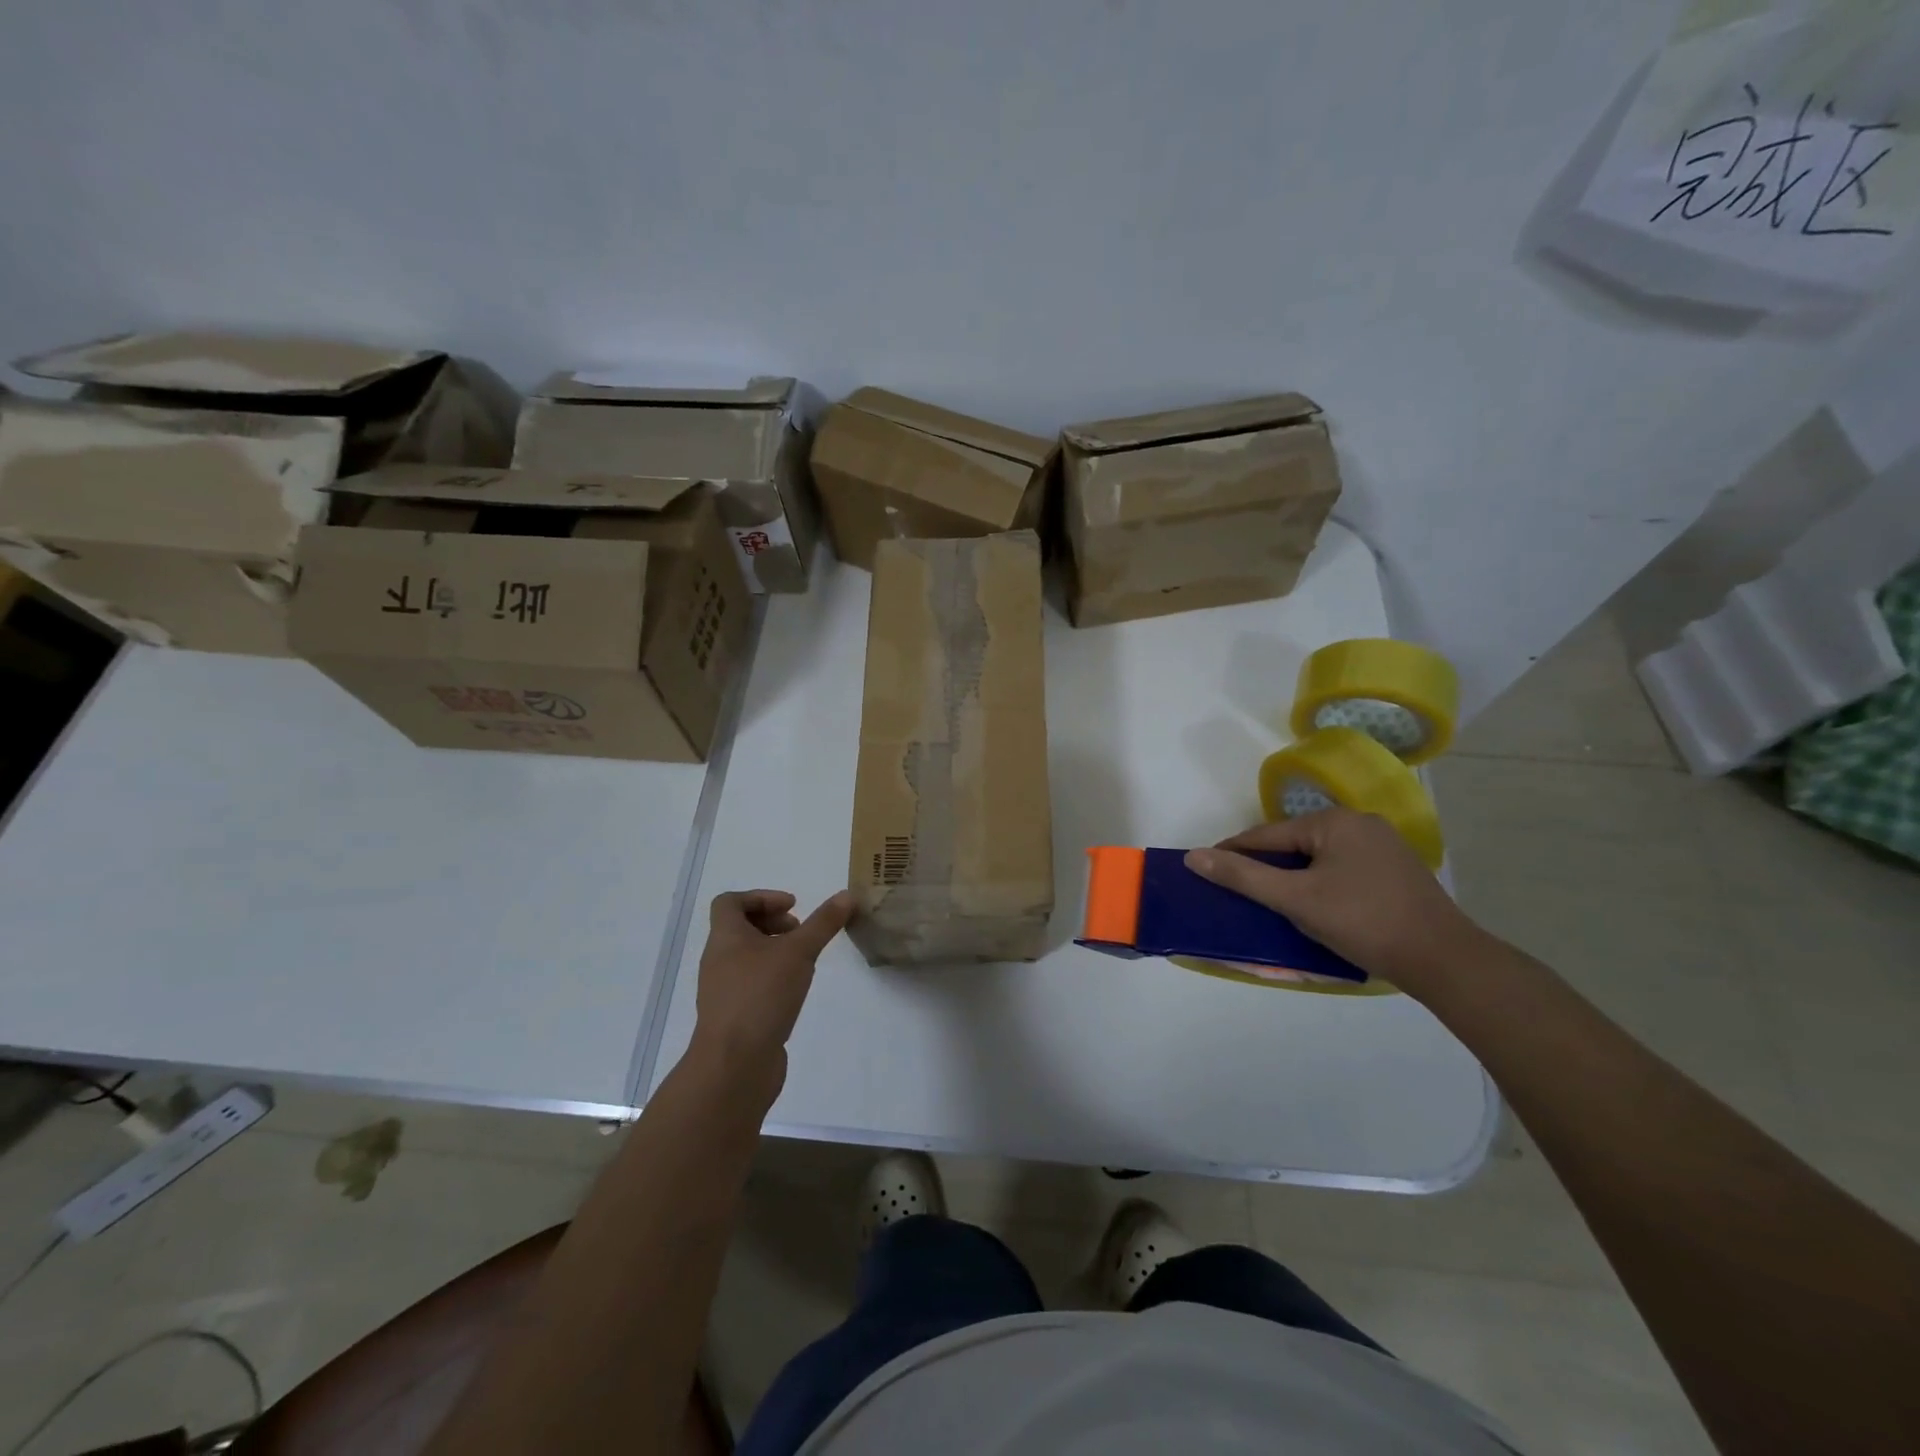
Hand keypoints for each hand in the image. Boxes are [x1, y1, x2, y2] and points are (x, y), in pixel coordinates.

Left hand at [691, 890, 853, 1089]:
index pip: (730, 902)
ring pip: (746, 958)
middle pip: (739, 929)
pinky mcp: (733, 1017)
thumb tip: (847, 895)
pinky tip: (795, 991)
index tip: (793, 907)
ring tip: (803, 960)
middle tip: (800, 931)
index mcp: (725, 938)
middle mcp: (718, 960)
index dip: (761, 897)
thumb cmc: (761, 995)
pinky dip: (772, 978)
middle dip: (772, 924)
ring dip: (774, 951)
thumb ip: (823, 923)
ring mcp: (723, 991)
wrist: (734, 1065)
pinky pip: (750, 985)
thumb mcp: (798, 952)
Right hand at [1184, 810, 1482, 998]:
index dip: (1234, 853)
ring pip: (1318, 859)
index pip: (1268, 835)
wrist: (1445, 961)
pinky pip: (1342, 871)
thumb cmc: (1363, 922)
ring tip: (1273, 905)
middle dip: (1266, 868)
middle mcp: (1360, 823)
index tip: (1205, 870)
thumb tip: (1193, 857)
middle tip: (1240, 895)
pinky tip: (1315, 908)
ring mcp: (1383, 847)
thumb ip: (1243, 876)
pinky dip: (1320, 885)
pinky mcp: (1396, 871)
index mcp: (1335, 821)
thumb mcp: (1295, 900)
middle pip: (1294, 845)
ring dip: (1293, 879)